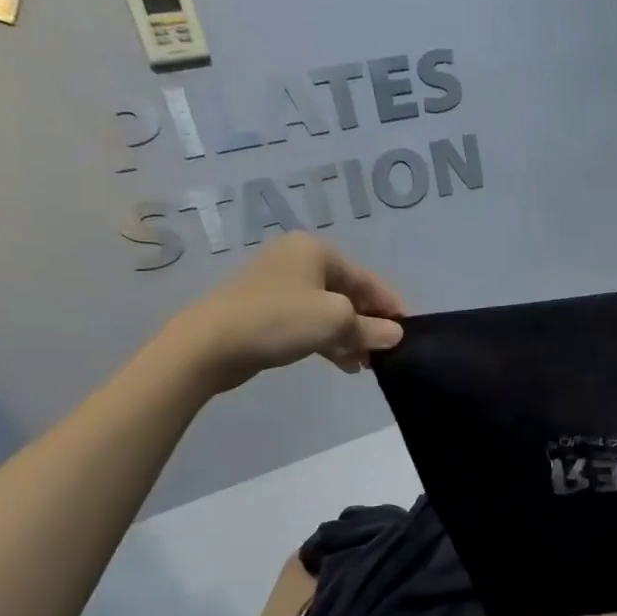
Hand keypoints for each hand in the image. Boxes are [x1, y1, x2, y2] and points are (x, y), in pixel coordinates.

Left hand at [164, 233, 407, 392]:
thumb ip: (371, 328)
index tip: (408, 333)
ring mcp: (279, 286)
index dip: (391, 307)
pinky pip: (309, 322)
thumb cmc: (280, 320)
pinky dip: (328, 340)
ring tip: (364, 364)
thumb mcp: (336, 322)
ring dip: (350, 337)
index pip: (368, 279)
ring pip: (329, 311)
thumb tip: (395, 335)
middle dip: (369, 324)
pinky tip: (342, 363)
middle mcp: (298, 260)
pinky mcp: (265, 311)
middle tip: (384, 352)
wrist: (208, 345)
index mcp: (316, 251)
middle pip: (349, 294)